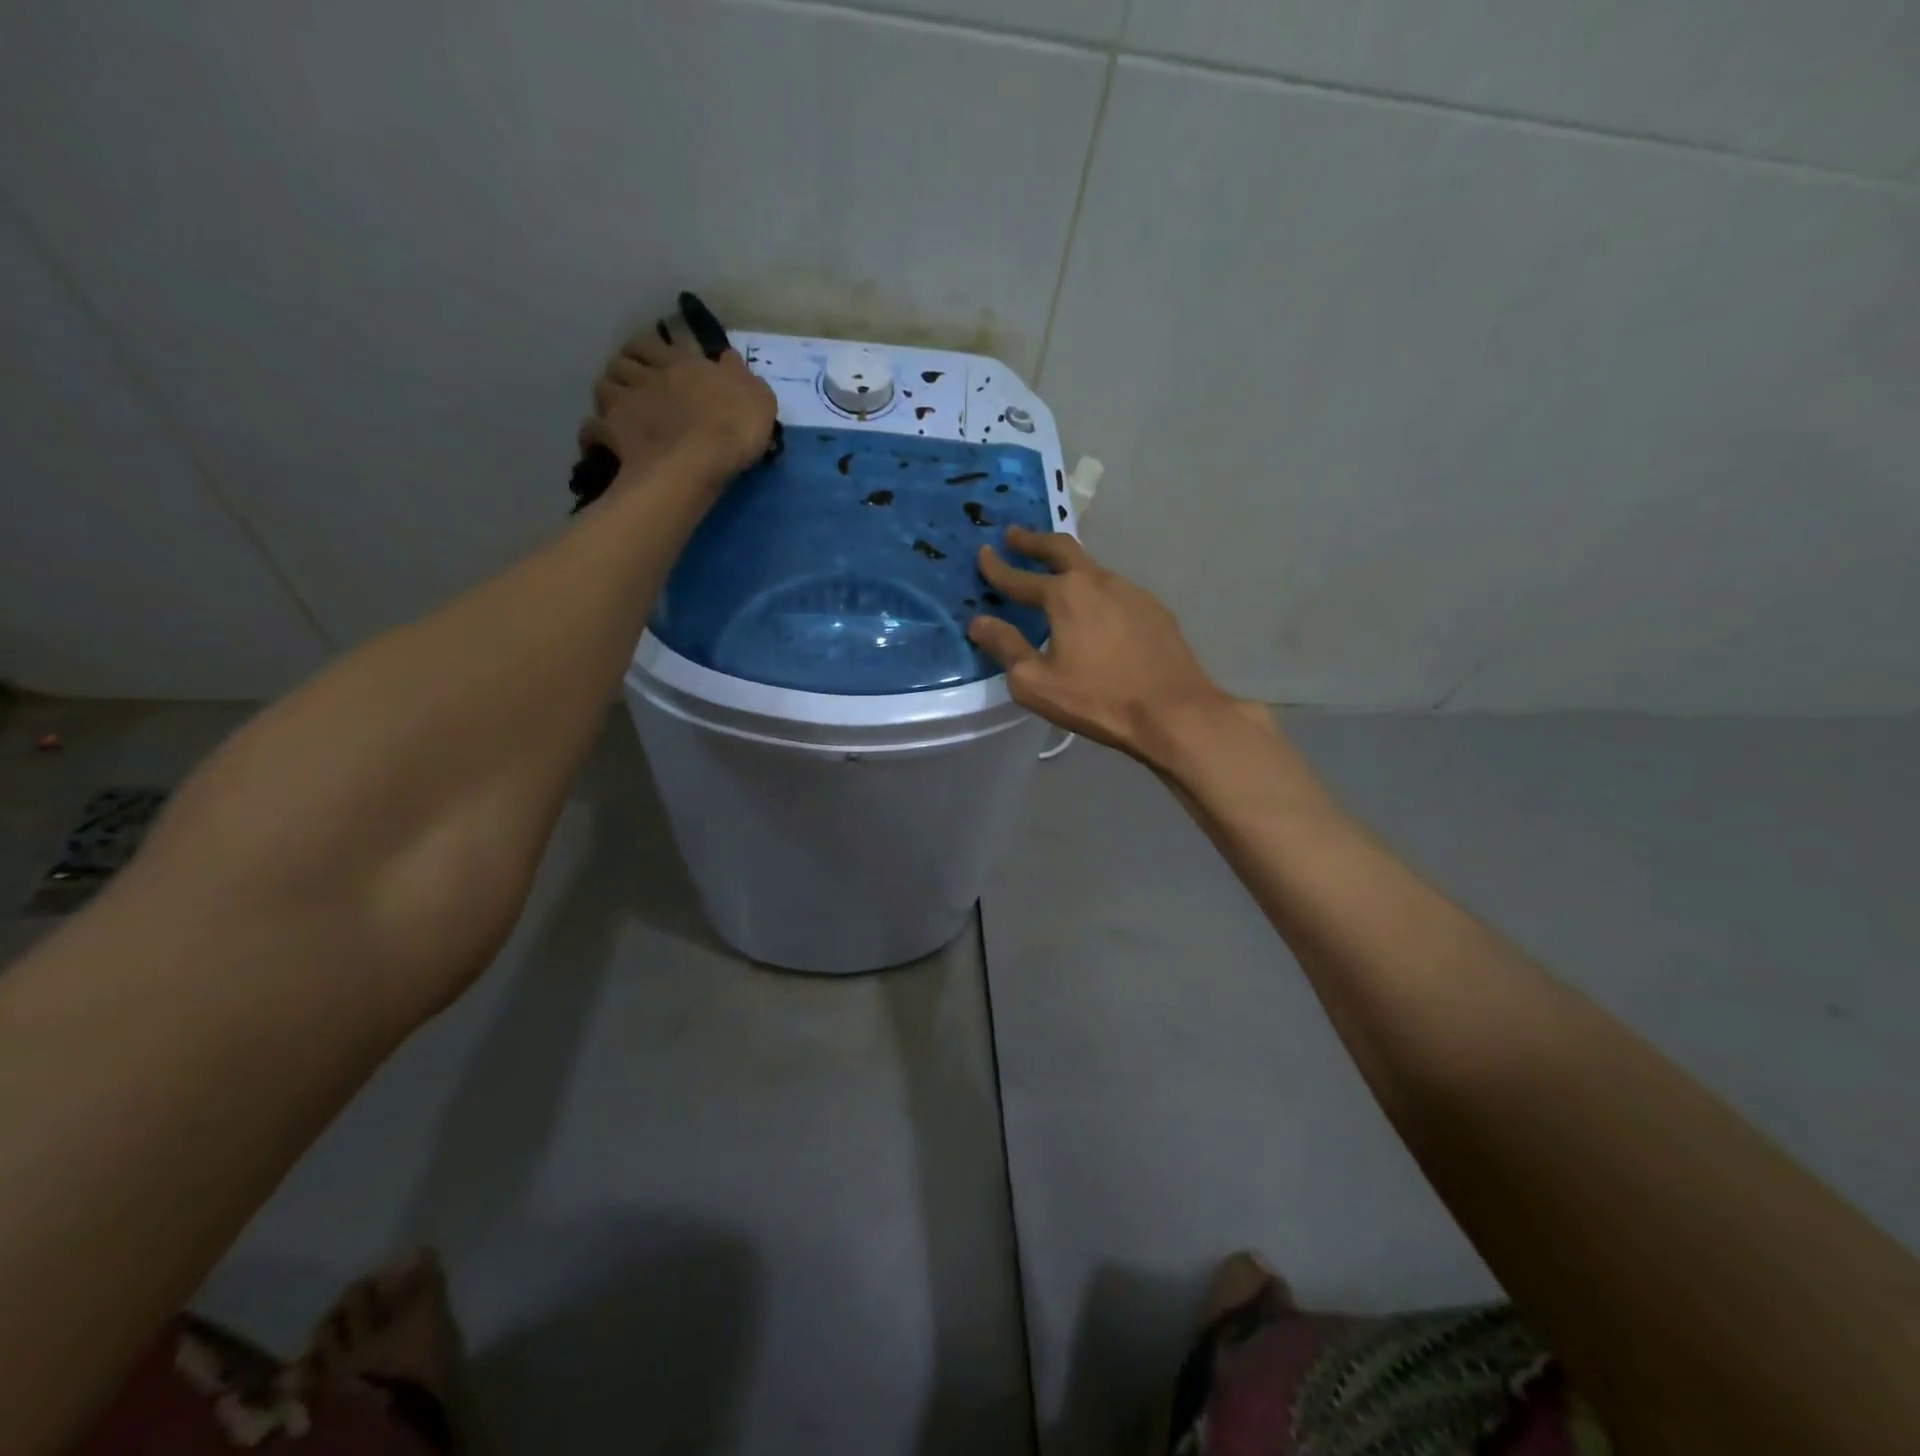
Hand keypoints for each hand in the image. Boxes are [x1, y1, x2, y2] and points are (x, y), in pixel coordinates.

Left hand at [580, 317, 776, 483]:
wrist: (698, 461)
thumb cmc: (733, 427)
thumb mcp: (757, 398)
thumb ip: (741, 377)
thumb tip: (729, 358)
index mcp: (681, 363)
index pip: (654, 343)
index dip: (649, 350)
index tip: (653, 360)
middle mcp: (648, 376)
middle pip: (622, 362)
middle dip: (624, 370)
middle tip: (633, 386)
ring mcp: (627, 403)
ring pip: (602, 387)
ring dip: (607, 396)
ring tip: (617, 411)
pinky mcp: (613, 433)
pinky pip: (591, 429)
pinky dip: (592, 435)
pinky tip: (599, 444)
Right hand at [968, 527, 1263, 762]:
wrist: (1174, 711)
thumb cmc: (1097, 699)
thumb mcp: (1036, 683)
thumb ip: (1005, 647)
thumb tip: (979, 622)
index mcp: (1064, 595)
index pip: (1020, 577)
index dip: (997, 567)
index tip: (982, 553)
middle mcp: (1097, 581)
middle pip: (1061, 548)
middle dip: (1033, 540)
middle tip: (1014, 534)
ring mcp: (1131, 591)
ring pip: (1091, 568)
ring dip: (1067, 565)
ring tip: (1054, 574)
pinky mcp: (1154, 609)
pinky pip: (1114, 590)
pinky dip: (1094, 590)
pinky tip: (1095, 610)